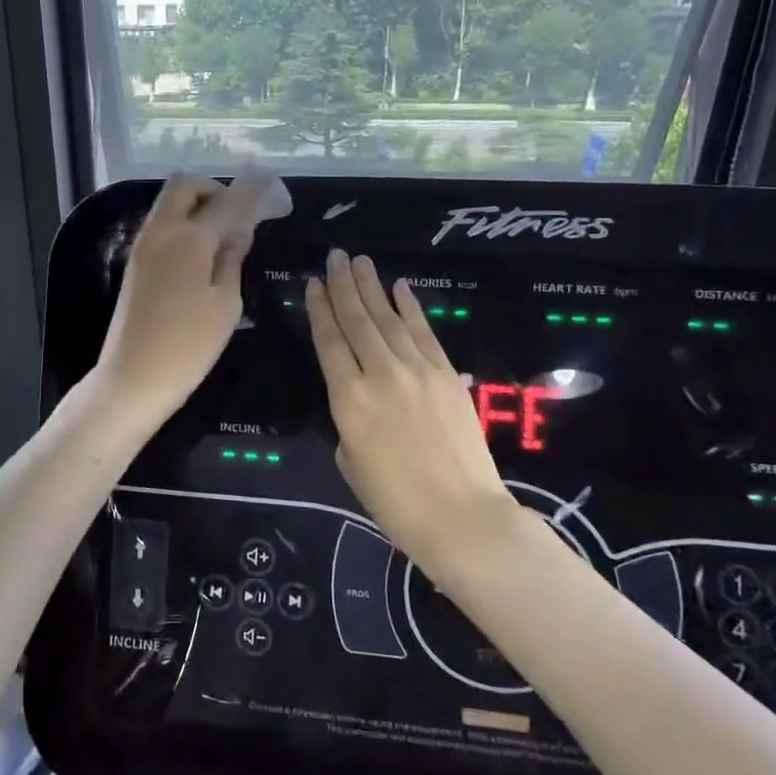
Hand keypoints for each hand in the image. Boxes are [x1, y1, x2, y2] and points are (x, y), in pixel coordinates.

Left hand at [93, 172, 272, 428]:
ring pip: (169, 202)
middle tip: (237, 213)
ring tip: (223, 232)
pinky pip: (162, 224)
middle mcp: (161, 231)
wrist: (133, 377)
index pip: (227, 202)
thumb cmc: (189, 346)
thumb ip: (232, 259)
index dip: (251, 190)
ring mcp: (143, 244)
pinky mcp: (135, 261)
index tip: (270, 181)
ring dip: (197, 204)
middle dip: (214, 188)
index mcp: (189, 239)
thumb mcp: (226, 304)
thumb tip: (239, 229)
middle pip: (185, 185)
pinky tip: (202, 249)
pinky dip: (183, 222)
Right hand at [306, 249, 514, 570]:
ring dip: (373, 288)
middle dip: (344, 286)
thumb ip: (349, 421)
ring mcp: (417, 371)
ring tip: (360, 261)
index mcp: (348, 400)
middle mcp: (380, 374)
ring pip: (389, 319)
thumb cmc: (395, 502)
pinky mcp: (447, 375)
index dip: (320, 310)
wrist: (462, 517)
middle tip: (335, 257)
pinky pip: (424, 333)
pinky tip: (400, 288)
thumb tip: (361, 399)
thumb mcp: (351, 462)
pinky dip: (411, 308)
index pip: (329, 342)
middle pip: (357, 321)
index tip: (313, 284)